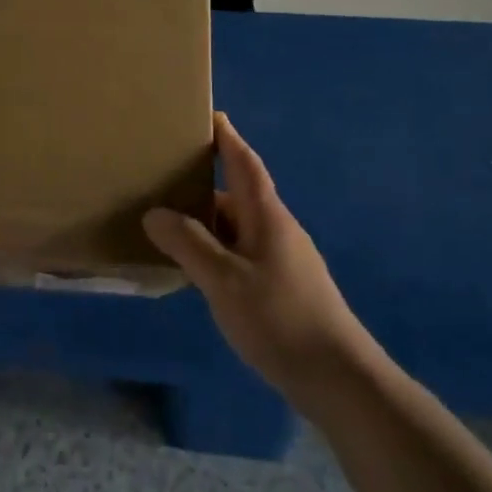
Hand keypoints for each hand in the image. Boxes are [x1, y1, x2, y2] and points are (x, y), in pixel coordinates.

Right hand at [143, 113, 368, 404]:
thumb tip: (154, 213)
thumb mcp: (223, 280)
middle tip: (164, 178)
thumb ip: (188, 244)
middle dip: (205, 184)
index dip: (227, 138)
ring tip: (169, 224)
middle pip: (238, 195)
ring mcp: (284, 259)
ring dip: (208, 223)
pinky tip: (197, 270)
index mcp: (267, 216)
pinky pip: (243, 254)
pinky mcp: (284, 287)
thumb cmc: (279, 318)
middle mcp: (278, 229)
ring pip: (239, 228)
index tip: (210, 115)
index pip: (244, 163)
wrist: (337, 376)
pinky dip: (218, 251)